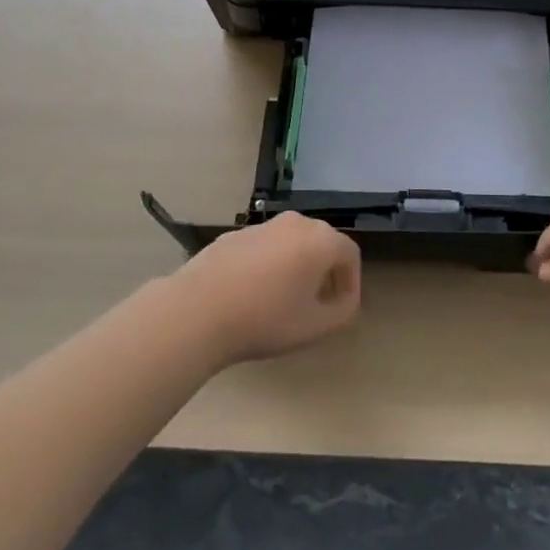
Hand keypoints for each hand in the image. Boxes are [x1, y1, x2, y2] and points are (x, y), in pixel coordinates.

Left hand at [169, 212, 361, 364]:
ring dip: (296, 267)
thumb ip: (342, 312)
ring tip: (284, 301)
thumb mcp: (314, 327)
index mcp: (321, 239)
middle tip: (317, 304)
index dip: (351, 283)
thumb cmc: (265, 318)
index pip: (350, 255)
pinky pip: (264, 248)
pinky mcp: (235, 234)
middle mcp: (296, 222)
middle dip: (326, 272)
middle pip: (322, 244)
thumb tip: (343, 300)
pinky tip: (252, 294)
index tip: (341, 309)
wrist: (198, 310)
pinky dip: (268, 265)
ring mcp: (263, 225)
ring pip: (292, 243)